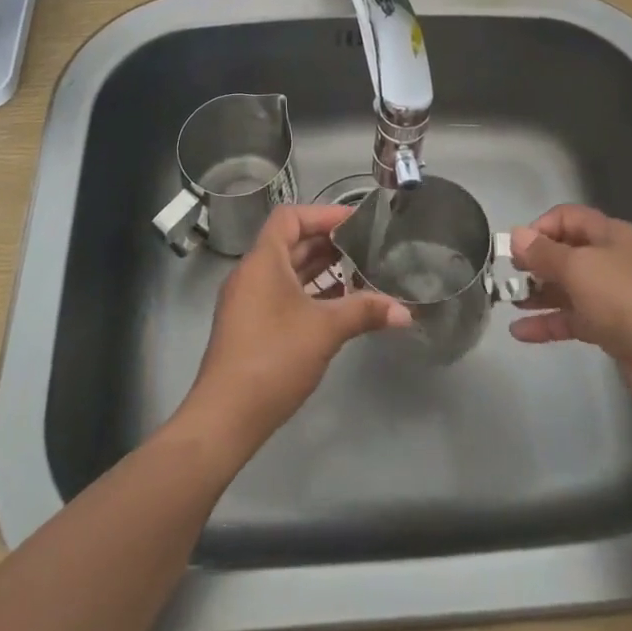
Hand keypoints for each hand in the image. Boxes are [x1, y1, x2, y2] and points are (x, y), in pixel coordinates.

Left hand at [178, 204, 410, 453]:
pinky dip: (309, 292)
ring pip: (287, 271)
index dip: (323, 214)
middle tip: (366, 245)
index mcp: (263, 261)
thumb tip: (405, 312)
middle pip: (290, 243)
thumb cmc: (274, 357)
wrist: (226, 416)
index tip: (355, 221)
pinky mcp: (250, 325)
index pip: (290, 217)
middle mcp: (252, 273)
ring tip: (359, 271)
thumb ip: (364, 312)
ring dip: (320, 269)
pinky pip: (282, 293)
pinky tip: (338, 305)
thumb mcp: (325, 330)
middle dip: (328, 242)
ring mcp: (248, 300)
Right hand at [507, 204, 631, 414]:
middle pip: (565, 252)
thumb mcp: (578, 268)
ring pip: (566, 287)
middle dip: (534, 262)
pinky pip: (572, 319)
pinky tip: (520, 333)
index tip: (516, 249)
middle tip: (507, 275)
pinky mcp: (611, 328)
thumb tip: (516, 234)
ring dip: (537, 293)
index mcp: (608, 235)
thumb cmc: (625, 300)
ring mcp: (611, 295)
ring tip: (507, 302)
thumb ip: (543, 252)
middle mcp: (610, 259)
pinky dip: (548, 323)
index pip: (566, 217)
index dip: (539, 227)